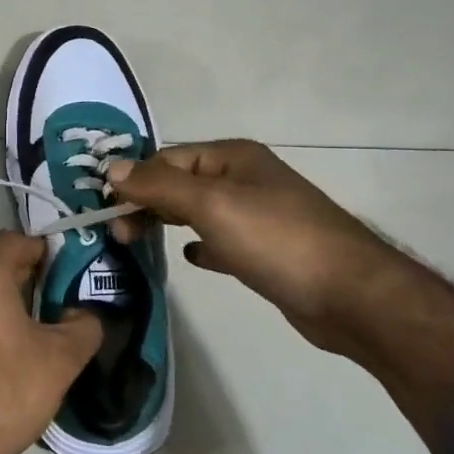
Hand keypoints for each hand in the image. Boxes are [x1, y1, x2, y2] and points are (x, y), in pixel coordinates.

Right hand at [103, 141, 390, 348]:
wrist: (349, 295)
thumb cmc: (276, 240)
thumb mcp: (212, 204)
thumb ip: (159, 185)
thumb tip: (110, 167)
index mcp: (232, 158)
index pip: (167, 158)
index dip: (134, 179)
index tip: (105, 210)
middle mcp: (243, 179)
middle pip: (180, 183)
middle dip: (146, 203)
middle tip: (119, 234)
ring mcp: (256, 216)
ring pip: (196, 212)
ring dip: (165, 222)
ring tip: (136, 242)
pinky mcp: (264, 251)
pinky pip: (220, 241)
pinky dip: (200, 246)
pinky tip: (191, 259)